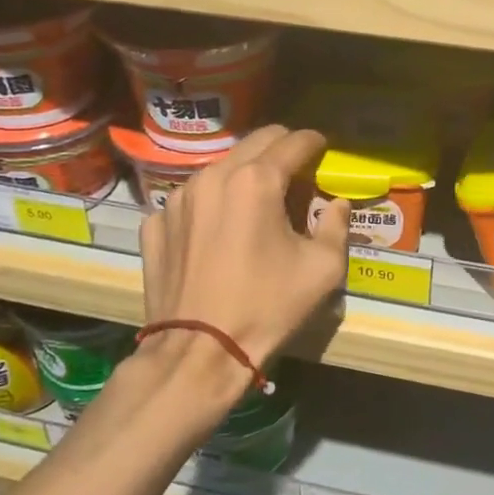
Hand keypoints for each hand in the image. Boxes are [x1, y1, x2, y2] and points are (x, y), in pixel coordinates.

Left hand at [139, 125, 351, 386]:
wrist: (198, 353)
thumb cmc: (266, 308)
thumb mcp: (321, 269)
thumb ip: (336, 226)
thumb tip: (337, 204)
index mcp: (256, 181)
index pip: (294, 141)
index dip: (315, 142)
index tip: (323, 150)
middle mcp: (214, 176)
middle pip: (256, 142)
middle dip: (281, 150)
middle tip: (296, 174)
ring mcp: (178, 198)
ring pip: (221, 167)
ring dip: (245, 175)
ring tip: (256, 205)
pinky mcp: (155, 223)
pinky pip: (191, 199)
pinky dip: (211, 205)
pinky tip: (217, 234)